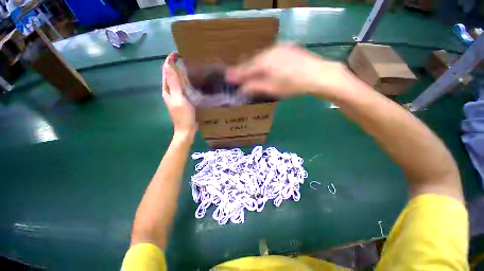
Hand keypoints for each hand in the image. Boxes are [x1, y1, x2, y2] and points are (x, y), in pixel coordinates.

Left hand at [162, 52, 196, 137]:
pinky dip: (185, 82)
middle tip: (184, 58)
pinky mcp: (182, 100)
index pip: (166, 72)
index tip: (176, 53)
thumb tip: (168, 67)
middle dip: (174, 66)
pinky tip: (191, 81)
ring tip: (188, 66)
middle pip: (170, 75)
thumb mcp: (179, 99)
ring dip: (180, 73)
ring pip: (176, 81)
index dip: (169, 62)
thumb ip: (174, 84)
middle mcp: (170, 91)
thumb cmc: (183, 115)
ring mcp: (176, 96)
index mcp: (167, 90)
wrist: (186, 129)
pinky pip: (182, 88)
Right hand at [225, 44, 355, 100]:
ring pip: (260, 58)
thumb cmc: (292, 85)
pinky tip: (264, 68)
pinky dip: (263, 62)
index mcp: (263, 62)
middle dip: (244, 70)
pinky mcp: (285, 49)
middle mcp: (268, 52)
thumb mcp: (272, 89)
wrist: (317, 74)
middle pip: (251, 62)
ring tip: (249, 73)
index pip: (245, 69)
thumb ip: (255, 87)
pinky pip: (268, 56)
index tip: (227, 76)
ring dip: (253, 66)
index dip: (236, 74)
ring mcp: (278, 49)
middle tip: (236, 76)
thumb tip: (242, 89)